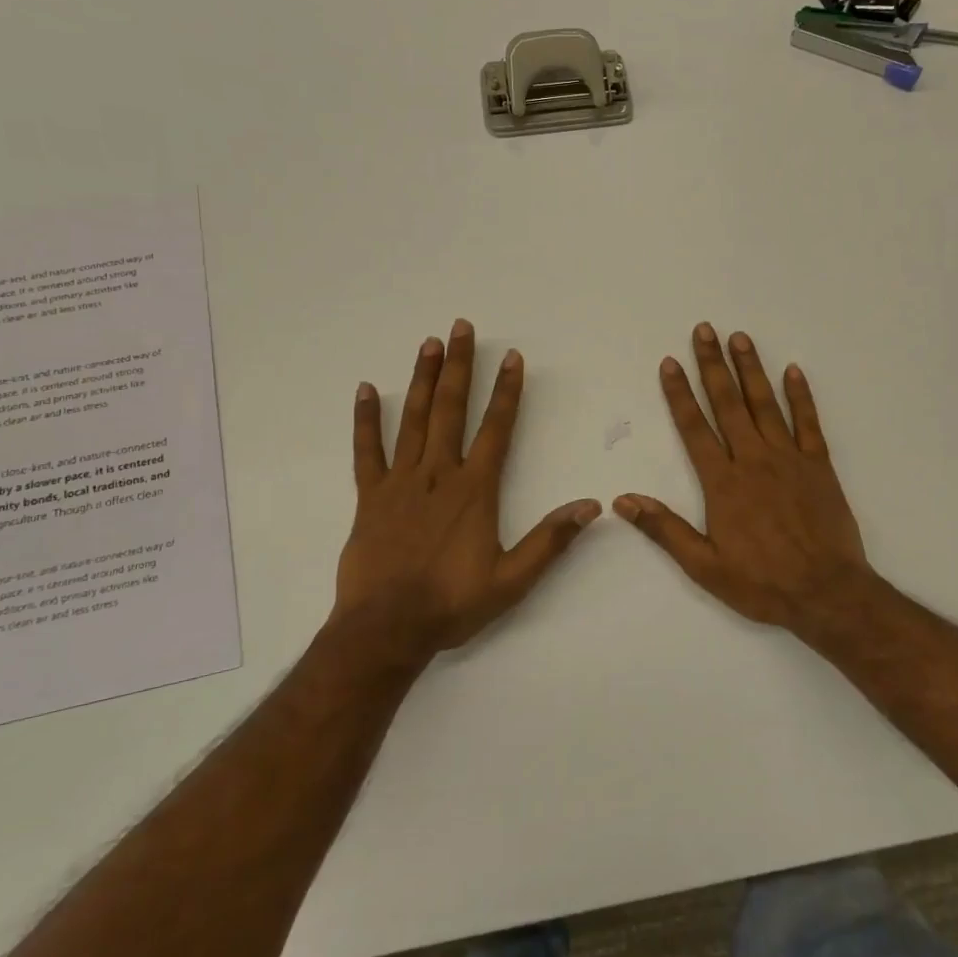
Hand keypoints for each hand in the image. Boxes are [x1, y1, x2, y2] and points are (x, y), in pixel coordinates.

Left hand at [335, 319, 600, 661]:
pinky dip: (366, 420)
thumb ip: (551, 540)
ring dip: (423, 380)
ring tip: (428, 344)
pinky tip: (366, 390)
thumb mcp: (512, 580)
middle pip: (451, 409)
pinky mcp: (369, 497)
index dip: (506, 391)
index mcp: (474, 490)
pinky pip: (366, 450)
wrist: (386, 629)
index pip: (496, 429)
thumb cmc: (452, 604)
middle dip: (460, 366)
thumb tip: (592, 506)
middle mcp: (438, 475)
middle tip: (461, 327)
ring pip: (413, 420)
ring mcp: (400, 482)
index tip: (511, 357)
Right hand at [614, 323, 873, 630]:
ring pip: (765, 404)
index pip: (694, 427)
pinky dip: (801, 395)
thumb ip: (664, 529)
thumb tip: (623, 500)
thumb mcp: (704, 566)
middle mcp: (753, 460)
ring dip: (751, 369)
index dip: (679, 393)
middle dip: (713, 364)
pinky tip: (794, 370)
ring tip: (740, 337)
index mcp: (723, 482)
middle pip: (728, 403)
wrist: (827, 593)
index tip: (670, 363)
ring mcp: (789, 458)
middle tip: (704, 330)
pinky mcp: (819, 465)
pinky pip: (809, 422)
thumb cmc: (762, 583)